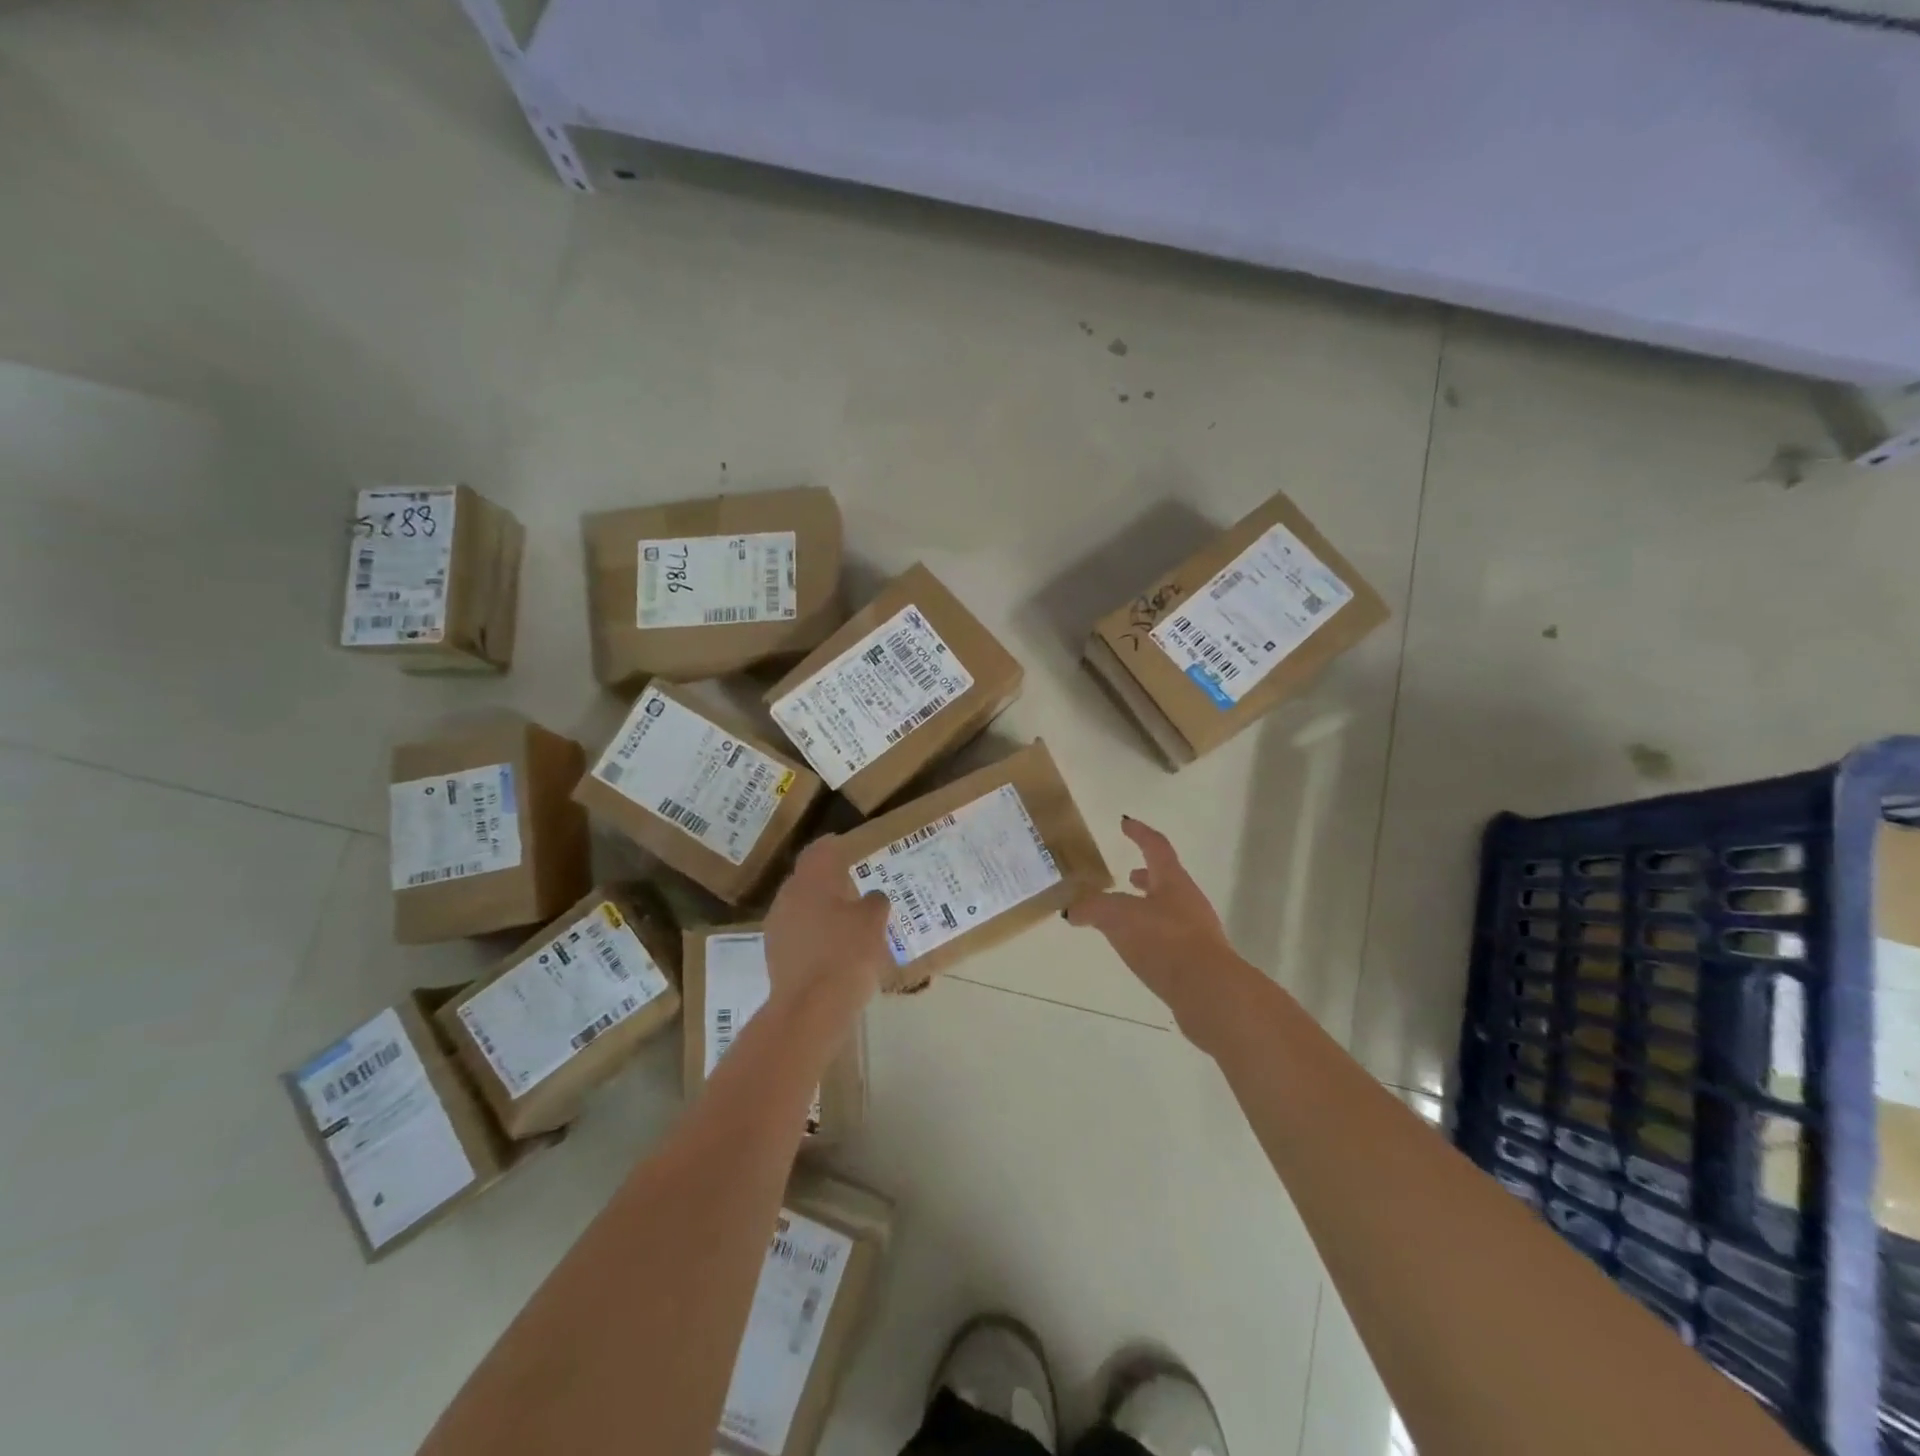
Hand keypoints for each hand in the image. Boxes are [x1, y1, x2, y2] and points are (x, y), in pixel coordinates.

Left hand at [762, 835, 891, 1017]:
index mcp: (810, 880)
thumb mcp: (873, 922)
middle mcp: (787, 897)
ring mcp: (777, 927)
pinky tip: (833, 947)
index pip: (818, 851)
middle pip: (807, 879)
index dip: (831, 845)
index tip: (844, 844)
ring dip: (820, 909)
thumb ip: (874, 902)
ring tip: (846, 918)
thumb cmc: (846, 954)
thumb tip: (871, 898)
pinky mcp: (775, 956)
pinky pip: (798, 934)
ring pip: (800, 907)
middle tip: (852, 884)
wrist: (810, 1008)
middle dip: (827, 880)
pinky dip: (814, 934)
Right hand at [1067, 817, 1243, 1038]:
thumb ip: (1092, 909)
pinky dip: (1151, 935)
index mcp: (1172, 881)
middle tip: (1127, 875)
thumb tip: (1072, 909)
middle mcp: (1188, 901)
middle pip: (1166, 880)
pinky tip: (1137, 949)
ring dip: (1147, 907)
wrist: (1209, 991)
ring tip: (1124, 916)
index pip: (1155, 847)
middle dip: (1146, 876)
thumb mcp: (1117, 917)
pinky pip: (1169, 938)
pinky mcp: (1196, 961)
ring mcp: (1196, 932)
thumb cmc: (1164, 940)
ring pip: (1168, 910)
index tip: (1125, 823)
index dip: (1139, 833)